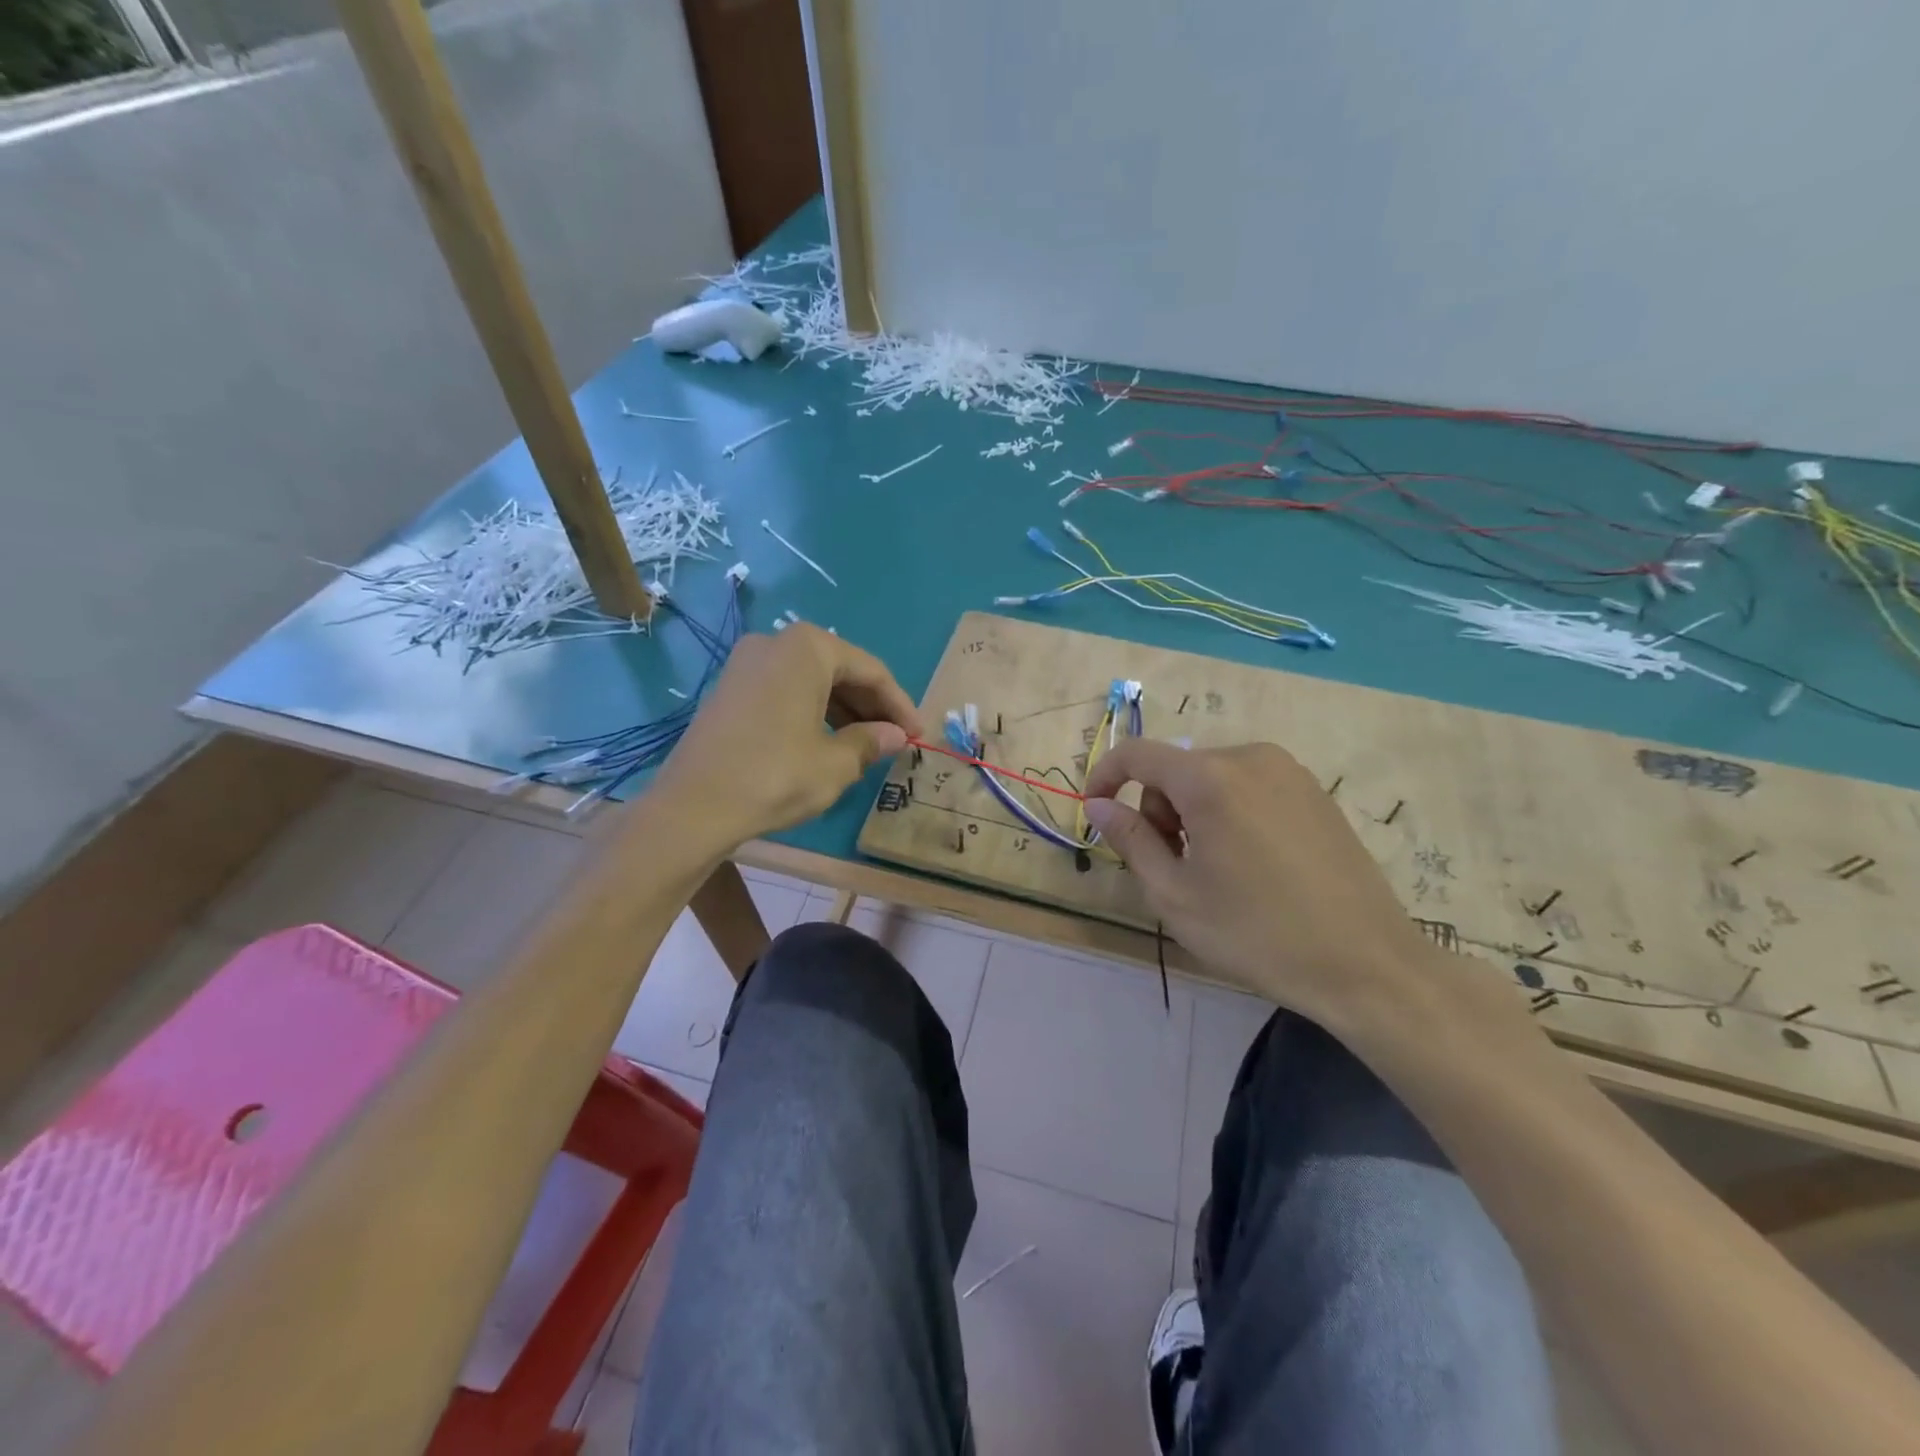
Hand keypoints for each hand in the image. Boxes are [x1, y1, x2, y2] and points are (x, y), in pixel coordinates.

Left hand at [649, 625, 922, 855]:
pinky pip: (785, 691)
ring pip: (812, 681)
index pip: (871, 670)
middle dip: (871, 706)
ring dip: (843, 711)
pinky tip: (827, 742)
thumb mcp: (835, 763)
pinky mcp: (730, 689)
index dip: (900, 705)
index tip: (919, 734)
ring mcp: (747, 664)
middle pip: (840, 670)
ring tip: (867, 746)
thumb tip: (896, 736)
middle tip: (896, 740)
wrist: (693, 807)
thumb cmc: (776, 776)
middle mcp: (776, 643)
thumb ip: (871, 741)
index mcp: (807, 648)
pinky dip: (812, 713)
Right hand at [1083, 739, 1434, 1025]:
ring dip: (1193, 813)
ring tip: (1214, 870)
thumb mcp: (1174, 894)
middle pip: (1176, 769)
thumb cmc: (1257, 933)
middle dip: (1158, 809)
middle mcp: (1250, 758)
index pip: (1137, 754)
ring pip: (1212, 777)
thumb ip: (1129, 839)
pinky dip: (1229, 812)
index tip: (1095, 812)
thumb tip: (1097, 804)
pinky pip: (1249, 786)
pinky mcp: (1315, 792)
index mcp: (1210, 778)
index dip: (1105, 777)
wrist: (1367, 964)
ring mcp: (1289, 772)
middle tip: (1173, 866)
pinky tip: (1251, 864)